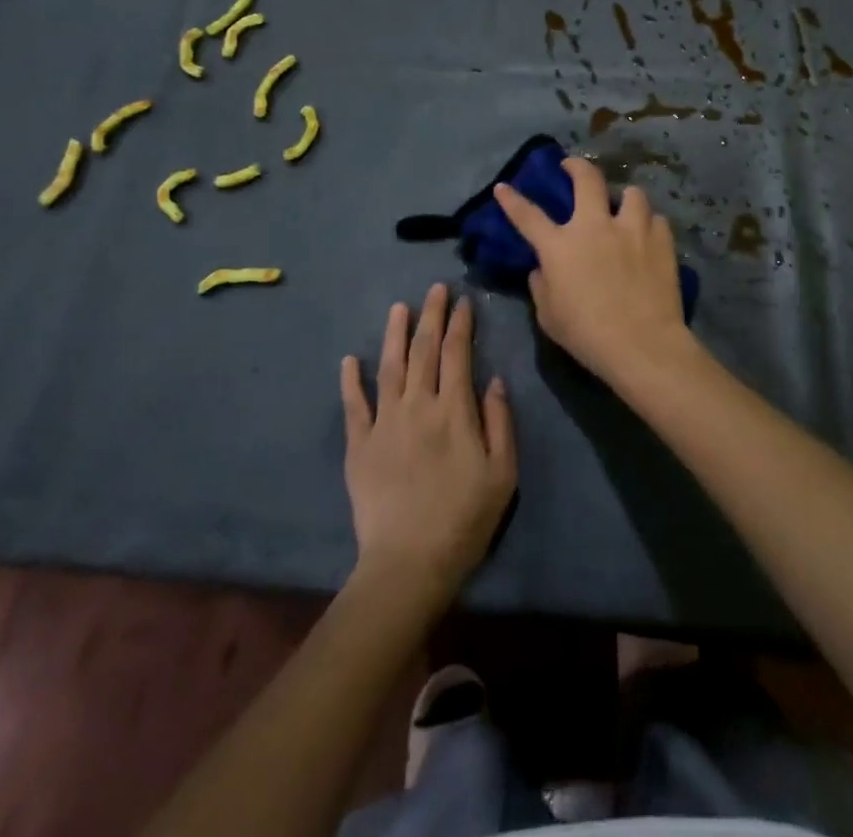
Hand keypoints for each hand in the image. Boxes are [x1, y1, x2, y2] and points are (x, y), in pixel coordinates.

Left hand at [340, 285, 516, 598]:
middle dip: (430, 315)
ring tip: (399, 307)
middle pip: (423, 350)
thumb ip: (500, 422)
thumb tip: (494, 380)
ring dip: (394, 334)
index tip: (463, 301)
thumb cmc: (465, 518)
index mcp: (453, 410)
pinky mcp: (359, 446)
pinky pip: (353, 405)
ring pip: (389, 367)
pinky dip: (351, 380)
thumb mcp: (502, 473)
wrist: (409, 563)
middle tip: (434, 289)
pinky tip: (349, 359)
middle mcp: (417, 406)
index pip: (457, 353)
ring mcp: (384, 423)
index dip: (460, 324)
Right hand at [494, 157, 698, 386]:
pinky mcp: (661, 240)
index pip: (528, 216)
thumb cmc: (587, 335)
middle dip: (576, 166)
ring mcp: (632, 229)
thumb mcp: (549, 316)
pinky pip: (656, 220)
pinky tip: (649, 237)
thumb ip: (542, 286)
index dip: (512, 200)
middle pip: (586, 179)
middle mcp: (595, 226)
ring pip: (631, 193)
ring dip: (624, 198)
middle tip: (572, 167)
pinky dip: (650, 226)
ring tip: (624, 207)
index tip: (504, 186)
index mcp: (560, 246)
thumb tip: (543, 269)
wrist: (641, 343)